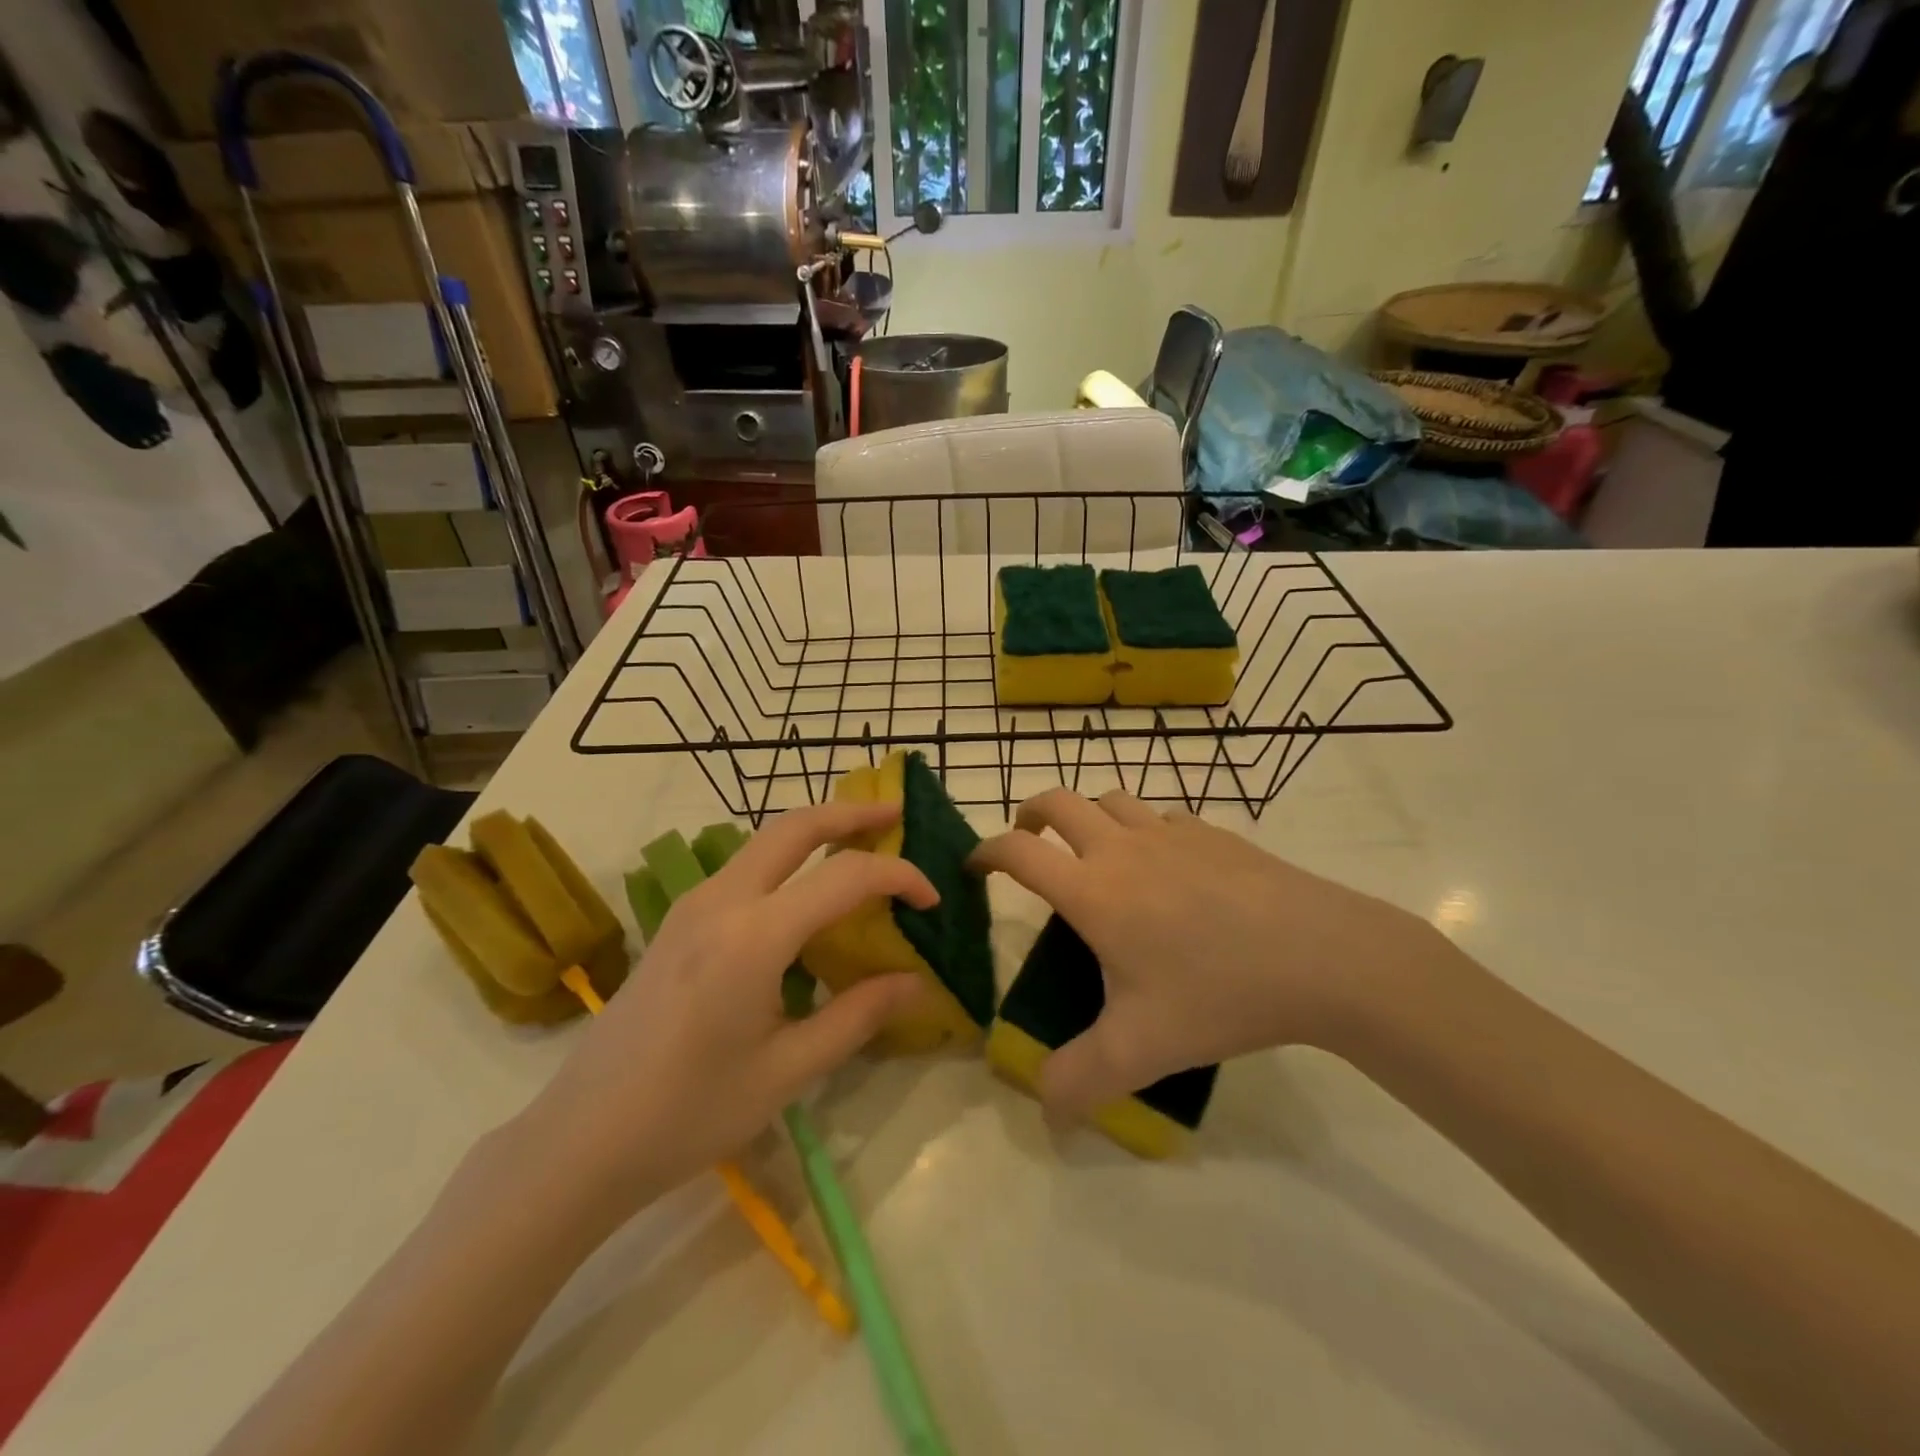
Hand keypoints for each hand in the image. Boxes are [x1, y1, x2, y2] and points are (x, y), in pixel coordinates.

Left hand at [520, 802, 934, 1221]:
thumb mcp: (787, 1071)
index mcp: (754, 936)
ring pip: (765, 840)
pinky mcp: (678, 921)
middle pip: (795, 826)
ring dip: (817, 830)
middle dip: (851, 812)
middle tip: (897, 815)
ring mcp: (693, 905)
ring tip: (861, 843)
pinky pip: (744, 867)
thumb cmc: (690, 1113)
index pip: (845, 877)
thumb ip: (858, 1016)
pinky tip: (806, 894)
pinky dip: (788, 859)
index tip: (932, 899)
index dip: (899, 877)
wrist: (581, 1139)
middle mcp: (721, 900)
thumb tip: (916, 982)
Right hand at [971, 789, 1441, 1121]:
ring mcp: (1171, 833)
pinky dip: (1143, 828)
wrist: (1322, 955)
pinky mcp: (1213, 833)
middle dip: (1030, 813)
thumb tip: (1044, 1113)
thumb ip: (1080, 1081)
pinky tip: (1164, 865)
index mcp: (1093, 890)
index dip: (986, 852)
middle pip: (1059, 802)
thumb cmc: (1218, 994)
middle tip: (1027, 839)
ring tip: (1091, 848)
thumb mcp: (1141, 1050)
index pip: (1019, 852)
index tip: (974, 866)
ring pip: (1111, 799)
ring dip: (1088, 815)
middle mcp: (1123, 848)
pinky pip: (1161, 816)